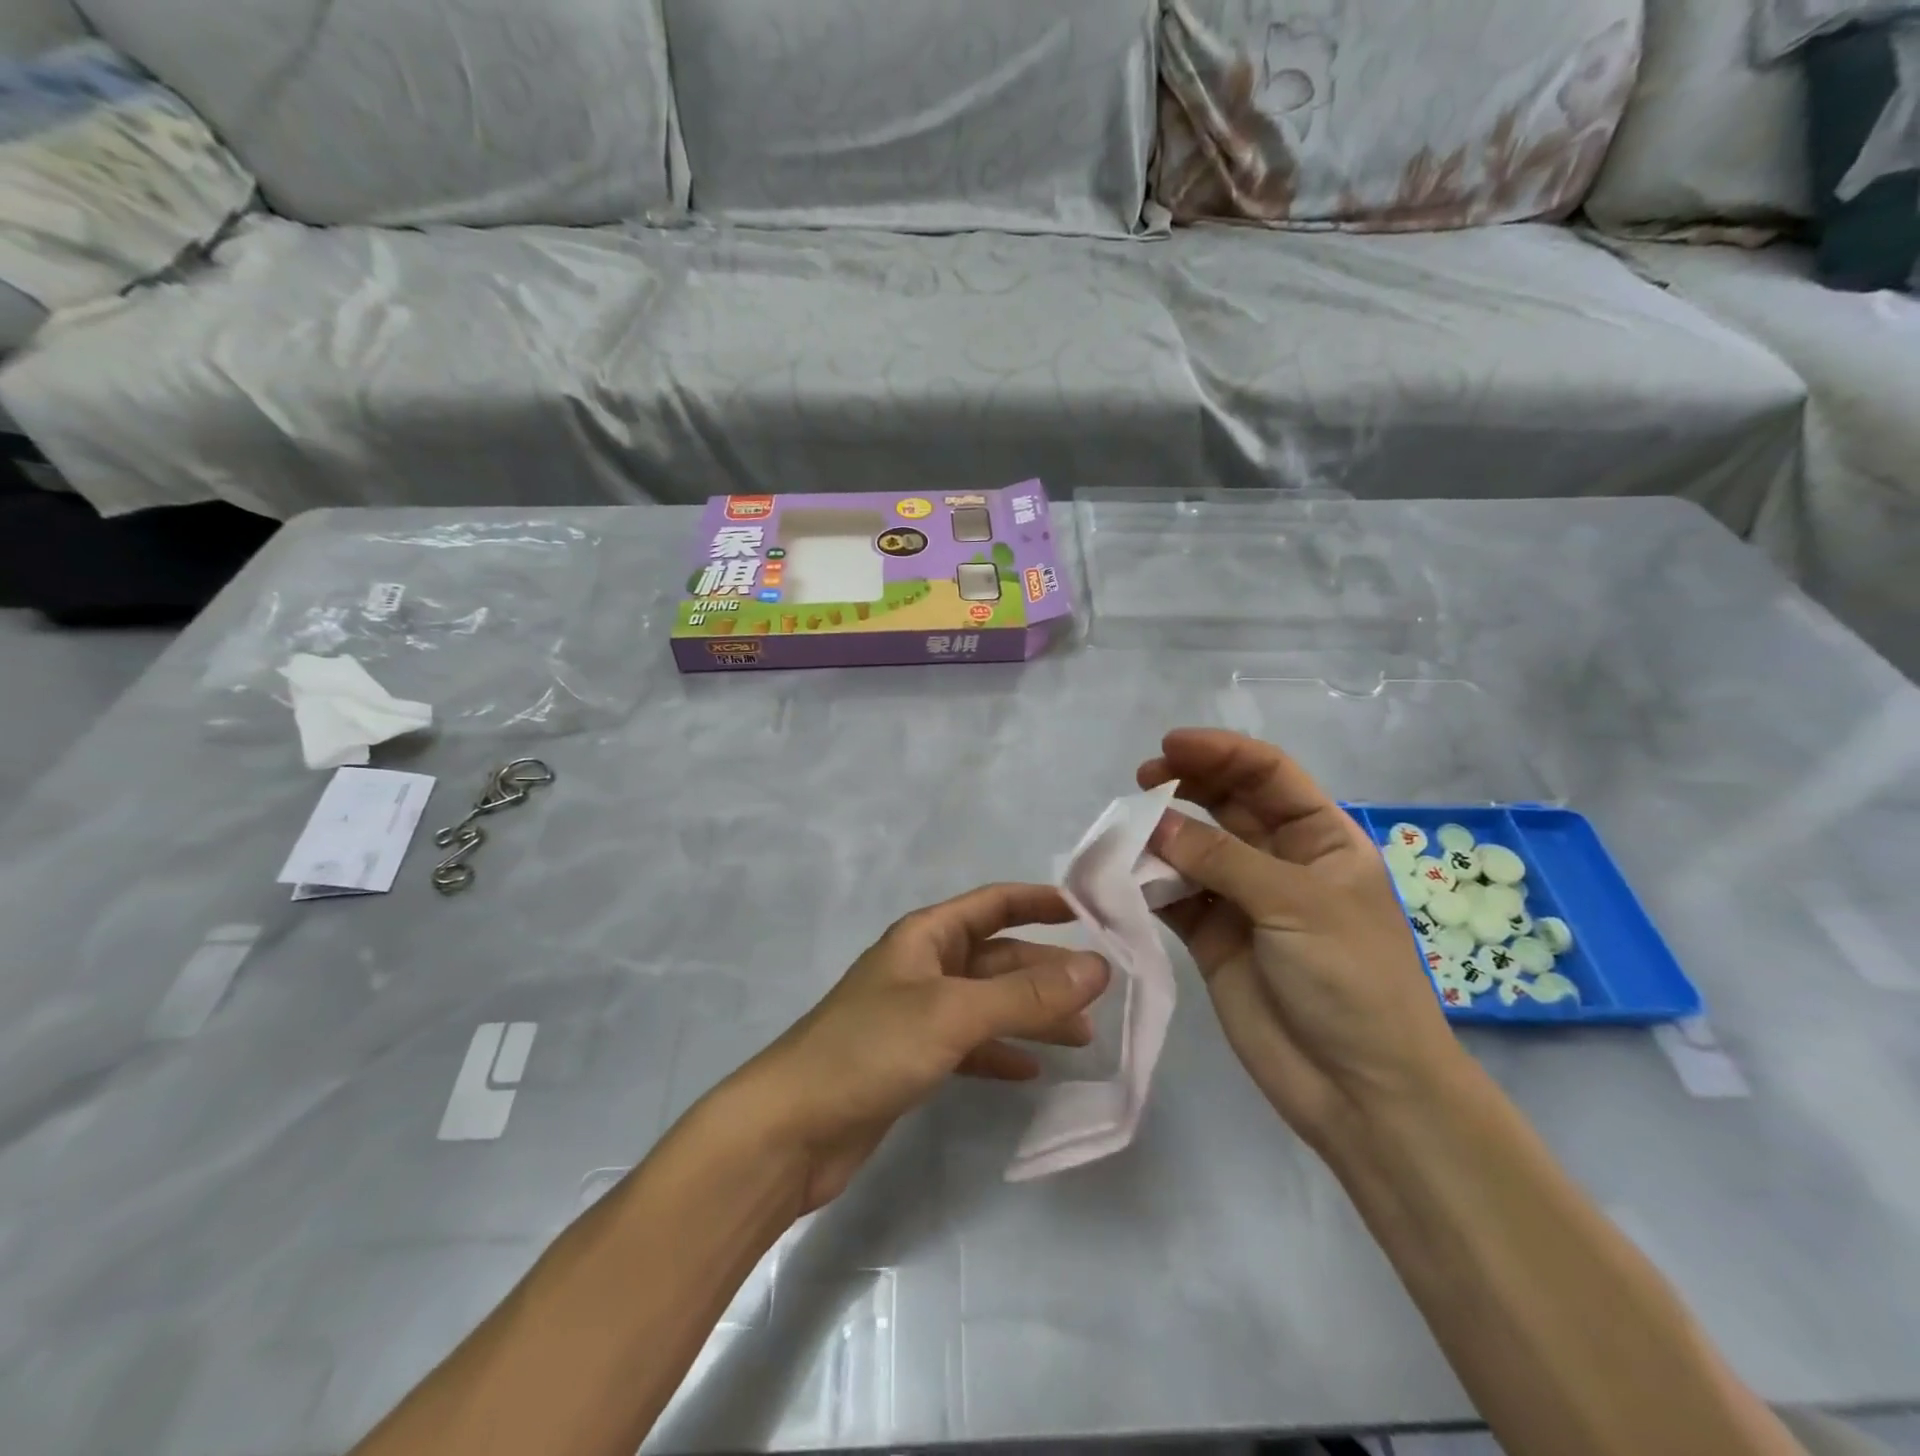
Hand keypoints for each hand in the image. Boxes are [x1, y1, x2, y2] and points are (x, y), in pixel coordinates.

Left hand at [731, 884, 1110, 1212]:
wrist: (793, 1128)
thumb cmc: (871, 1049)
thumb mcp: (954, 1013)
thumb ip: (1026, 994)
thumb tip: (1098, 969)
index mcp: (926, 936)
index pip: (993, 903)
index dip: (1040, 902)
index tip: (1090, 913)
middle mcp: (924, 967)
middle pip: (997, 957)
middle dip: (1046, 971)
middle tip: (1099, 994)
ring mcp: (917, 1015)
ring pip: (988, 1004)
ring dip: (1032, 1015)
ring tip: (1082, 1037)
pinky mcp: (912, 1060)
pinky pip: (970, 1046)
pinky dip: (1000, 1053)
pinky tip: (1031, 1071)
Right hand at [1138, 729, 1466, 1151]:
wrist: (1360, 1089)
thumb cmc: (1352, 980)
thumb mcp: (1297, 905)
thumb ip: (1223, 859)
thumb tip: (1154, 823)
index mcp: (1321, 839)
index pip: (1268, 775)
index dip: (1222, 753)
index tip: (1171, 746)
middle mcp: (1279, 861)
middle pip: (1227, 804)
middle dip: (1186, 784)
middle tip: (1141, 779)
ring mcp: (1242, 900)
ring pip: (1194, 848)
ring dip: (1161, 834)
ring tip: (1126, 829)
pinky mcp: (1211, 938)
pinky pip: (1173, 897)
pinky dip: (1147, 883)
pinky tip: (1123, 875)